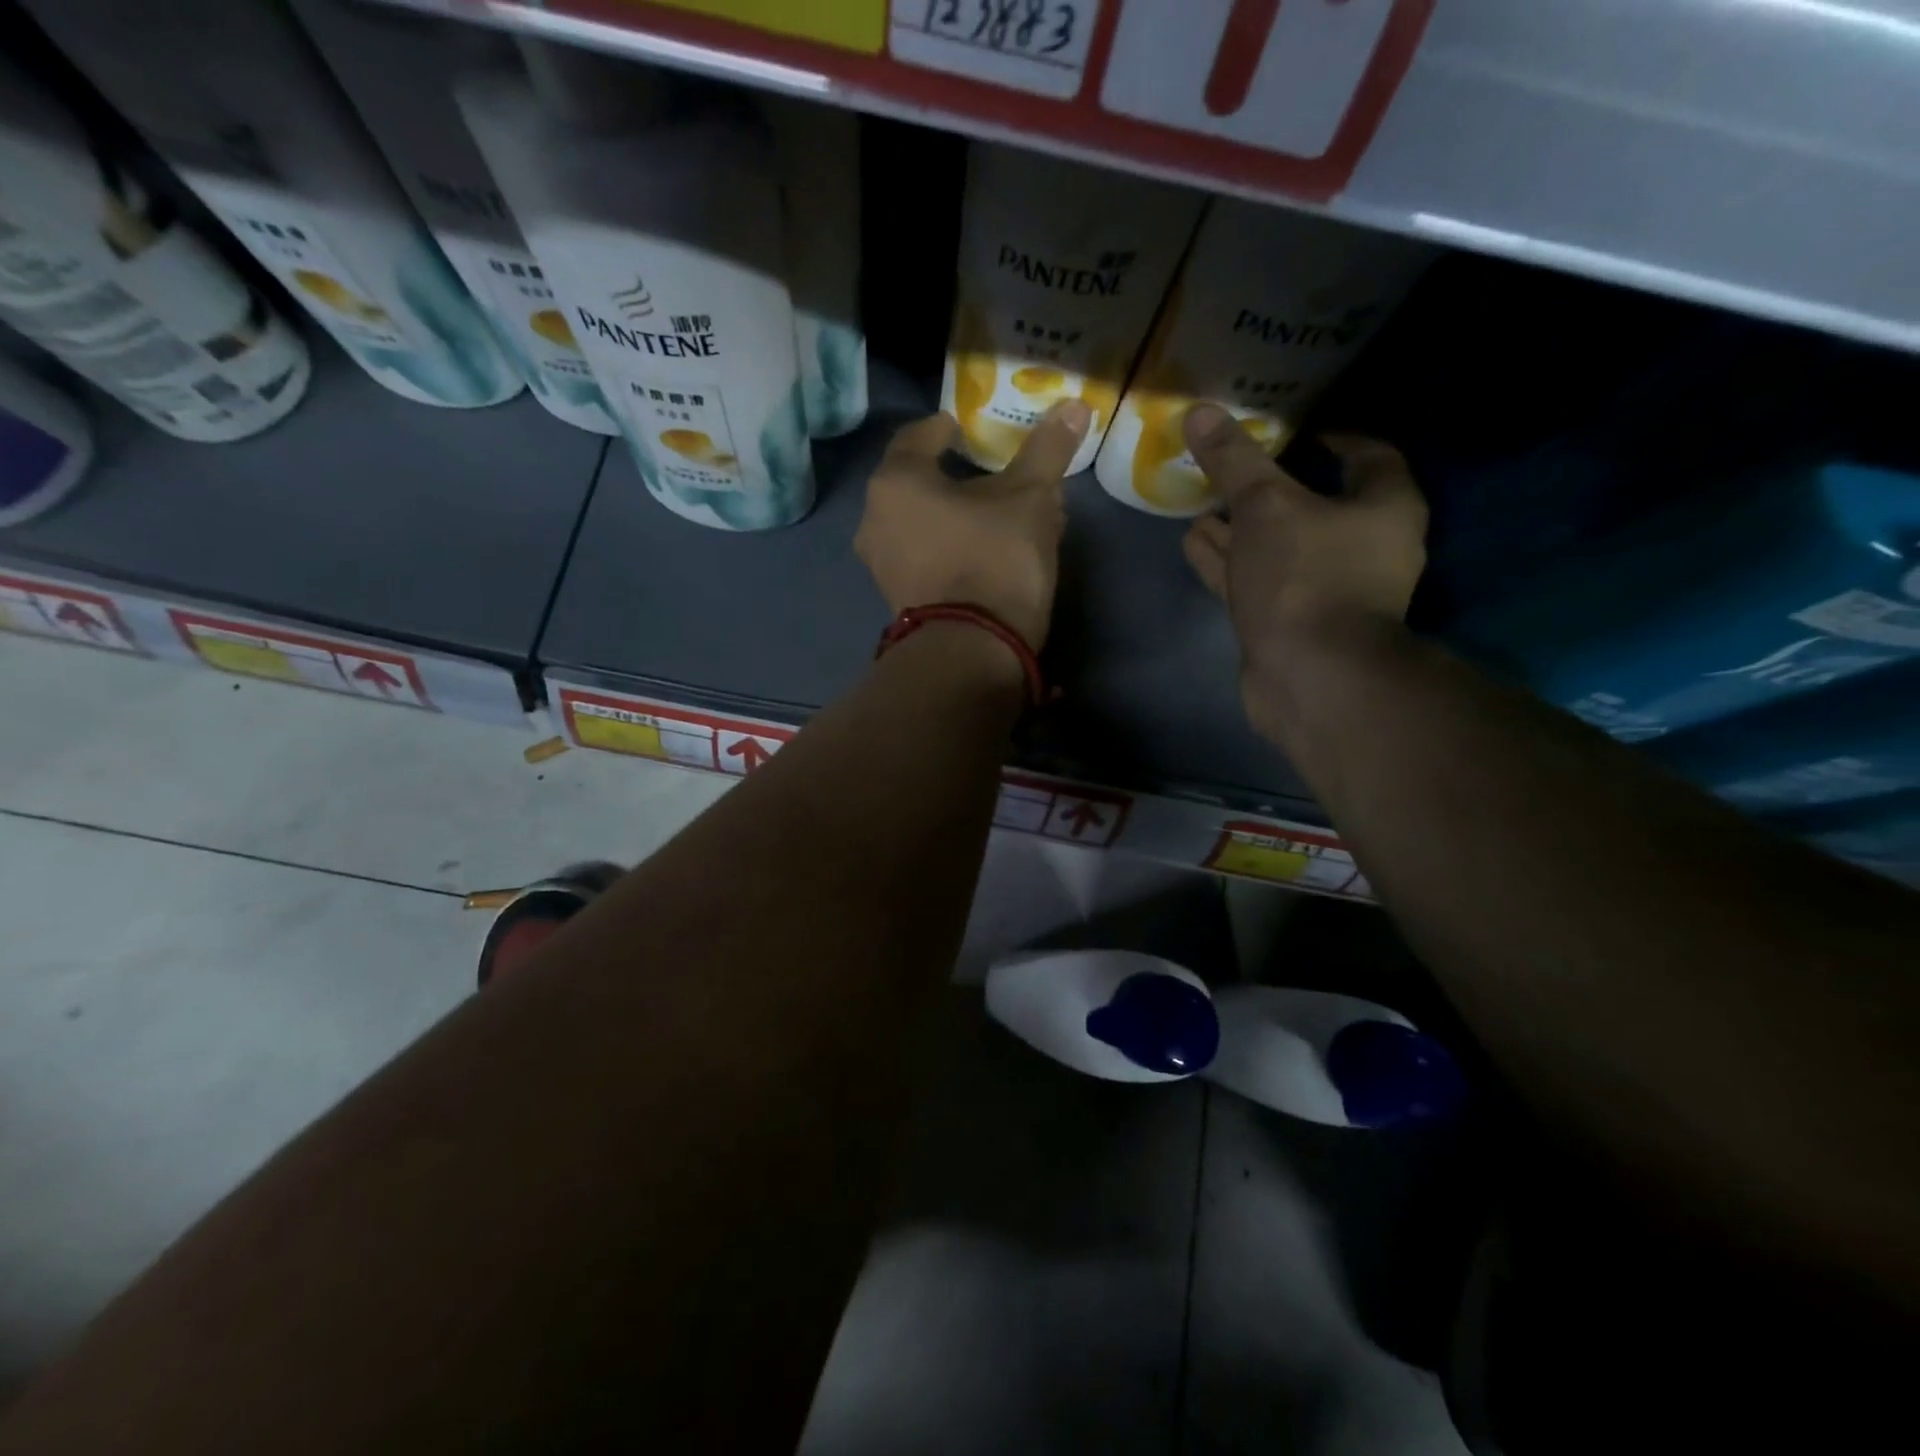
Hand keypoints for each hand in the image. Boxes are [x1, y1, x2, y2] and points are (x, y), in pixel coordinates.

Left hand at [857, 400, 1089, 650]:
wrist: (971, 650)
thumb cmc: (994, 559)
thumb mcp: (1030, 498)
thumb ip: (1047, 450)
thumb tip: (1074, 406)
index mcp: (896, 483)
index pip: (916, 438)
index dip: (942, 428)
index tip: (963, 428)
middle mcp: (874, 520)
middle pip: (916, 485)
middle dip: (952, 477)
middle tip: (986, 475)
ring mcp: (881, 566)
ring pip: (920, 525)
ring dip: (951, 517)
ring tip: (989, 517)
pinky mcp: (898, 600)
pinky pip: (923, 558)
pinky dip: (947, 548)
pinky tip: (979, 554)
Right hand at [1180, 404, 1427, 740]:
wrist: (1310, 677)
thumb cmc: (1305, 577)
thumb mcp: (1265, 506)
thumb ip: (1234, 460)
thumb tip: (1200, 411)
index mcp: (1382, 507)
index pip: (1366, 455)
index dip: (1331, 437)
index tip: (1294, 429)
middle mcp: (1362, 546)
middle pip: (1314, 503)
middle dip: (1268, 487)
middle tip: (1229, 467)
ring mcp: (1324, 589)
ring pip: (1277, 546)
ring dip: (1239, 527)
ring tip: (1199, 505)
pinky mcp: (1290, 622)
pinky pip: (1256, 580)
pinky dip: (1227, 562)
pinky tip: (1193, 543)